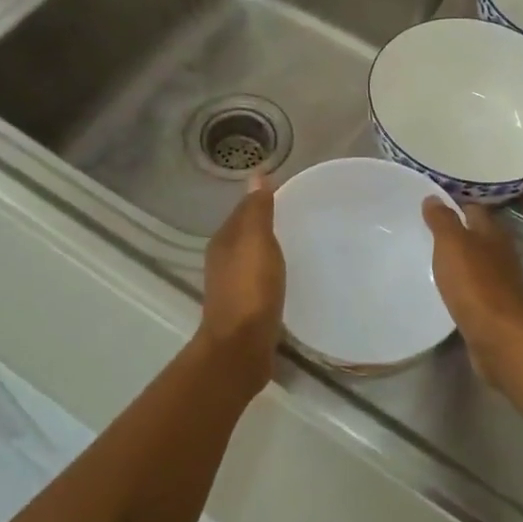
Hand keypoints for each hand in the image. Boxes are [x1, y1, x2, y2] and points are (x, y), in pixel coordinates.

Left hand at [201, 176, 285, 357]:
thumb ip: (257, 210)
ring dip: (268, 250)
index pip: (243, 210)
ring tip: (297, 246)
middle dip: (267, 224)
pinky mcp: (245, 308)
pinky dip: (271, 273)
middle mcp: (223, 260)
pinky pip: (259, 280)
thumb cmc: (250, 289)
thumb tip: (256, 175)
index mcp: (224, 241)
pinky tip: (287, 278)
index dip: (262, 200)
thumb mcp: (257, 242)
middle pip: (246, 233)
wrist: (241, 347)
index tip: (291, 194)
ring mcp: (232, 286)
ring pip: (251, 257)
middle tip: (299, 218)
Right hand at [421, 198, 522, 358]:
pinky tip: (445, 289)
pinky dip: (461, 284)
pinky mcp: (495, 307)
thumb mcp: (452, 244)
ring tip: (429, 260)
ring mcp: (501, 282)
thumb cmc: (474, 284)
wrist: (499, 337)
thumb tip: (433, 197)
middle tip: (424, 233)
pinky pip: (474, 288)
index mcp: (493, 233)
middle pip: (477, 235)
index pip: (473, 209)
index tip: (428, 207)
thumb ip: (442, 220)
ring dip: (458, 260)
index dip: (453, 205)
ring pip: (476, 262)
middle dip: (455, 233)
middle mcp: (501, 253)